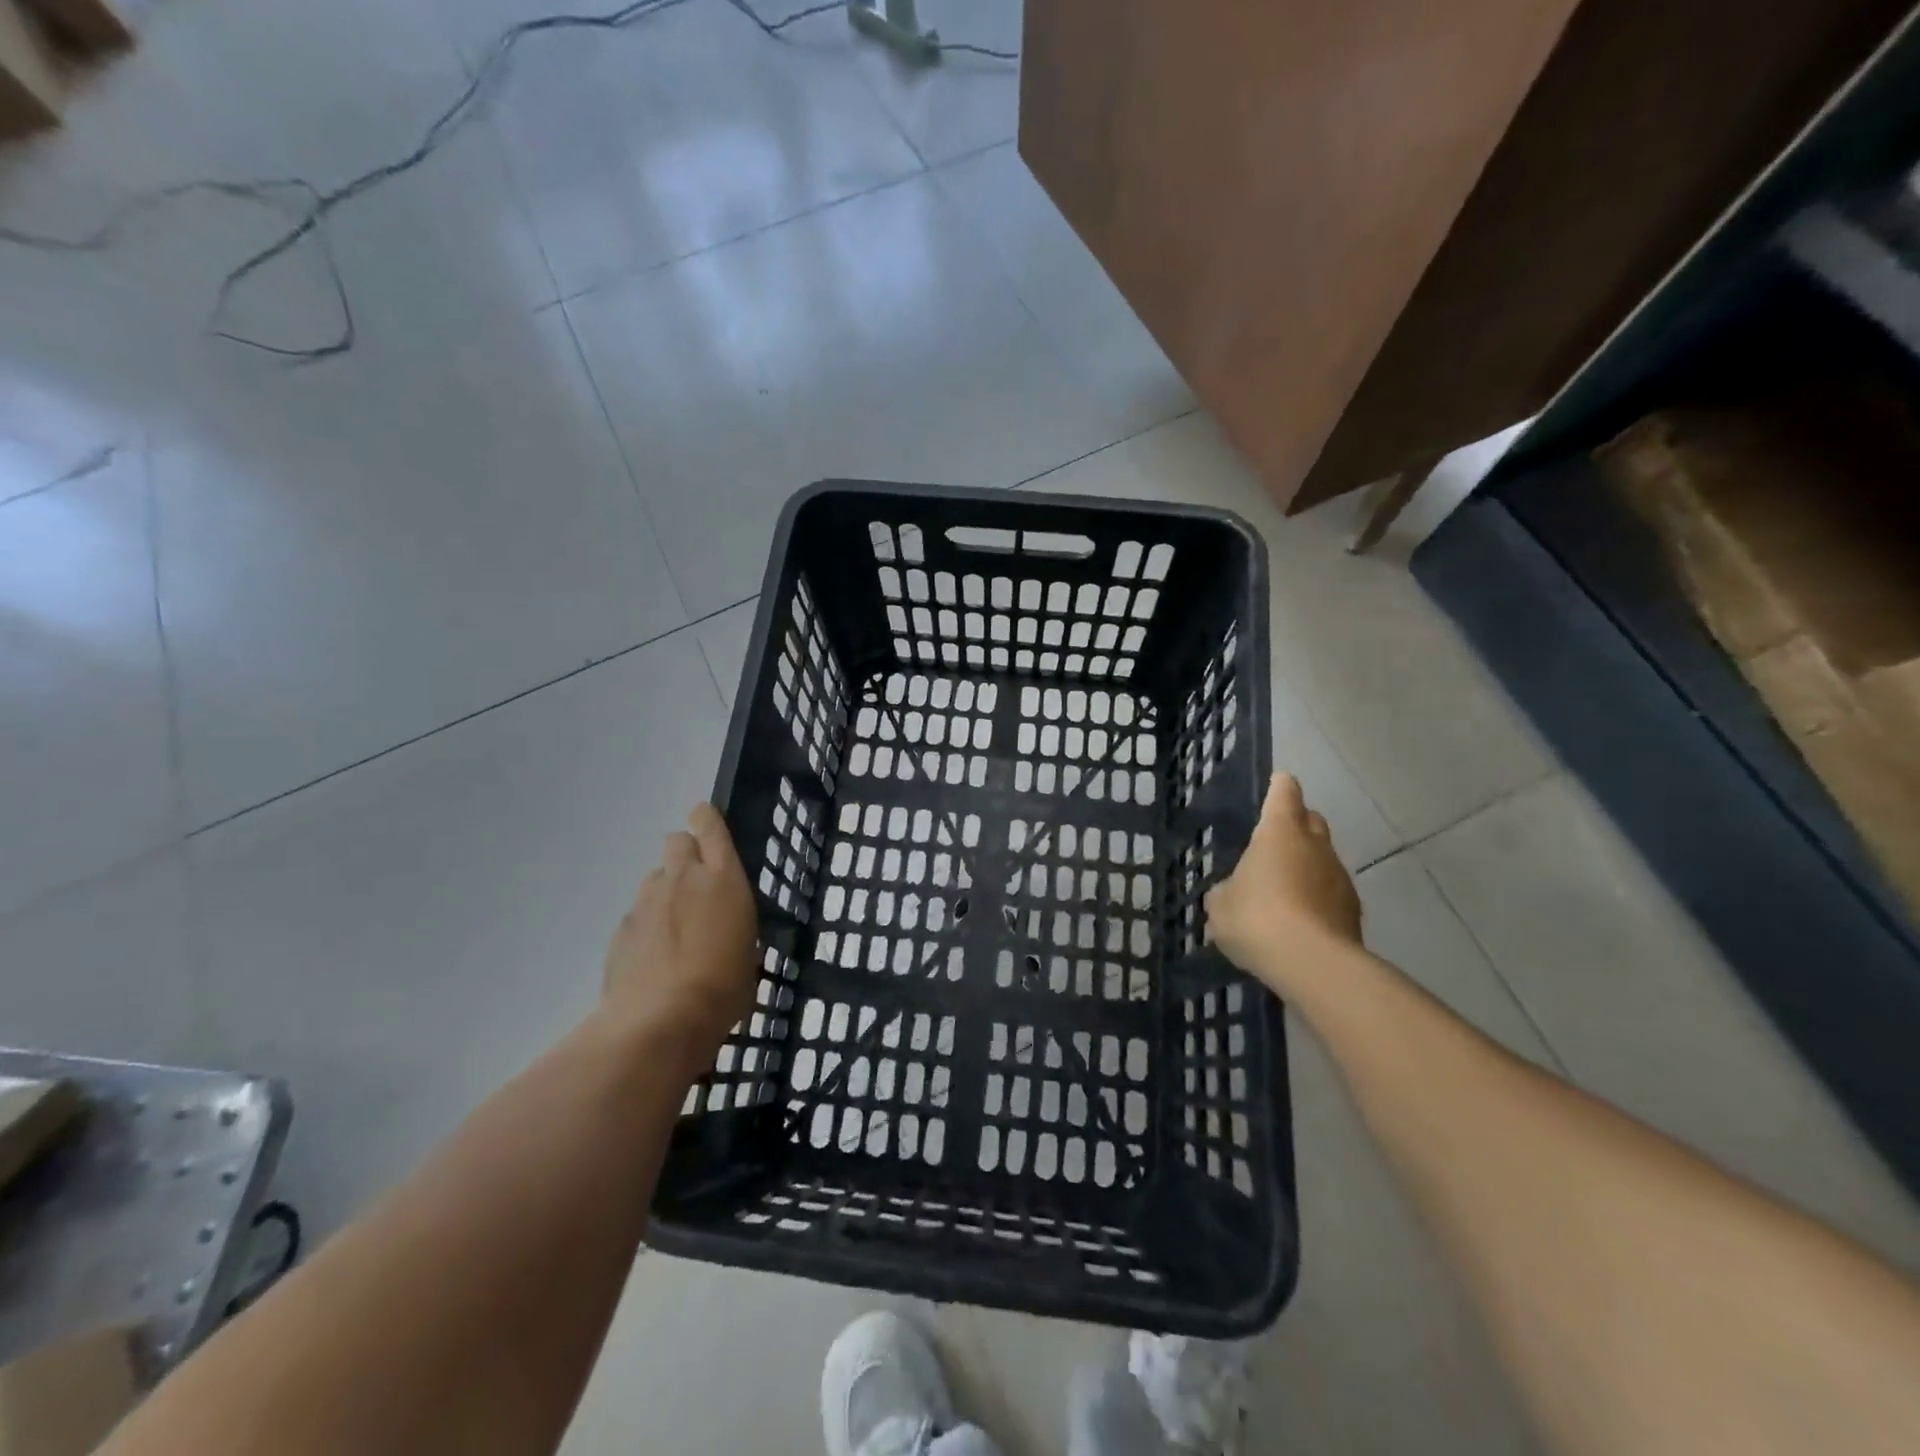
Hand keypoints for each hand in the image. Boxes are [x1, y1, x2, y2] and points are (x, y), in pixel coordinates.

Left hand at [601, 803, 758, 1071]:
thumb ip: (734, 925)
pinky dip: (647, 925)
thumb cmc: (723, 988)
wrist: (658, 1024)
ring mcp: (646, 903)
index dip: (706, 819)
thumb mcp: (749, 952)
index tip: (707, 822)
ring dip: (667, 890)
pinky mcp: (621, 931)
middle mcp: (681, 879)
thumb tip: (726, 926)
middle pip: (676, 841)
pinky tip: (655, 957)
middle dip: (686, 852)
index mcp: (722, 878)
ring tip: (677, 928)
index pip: (709, 825)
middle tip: (698, 883)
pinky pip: (638, 914)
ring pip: (655, 877)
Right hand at [1206, 773, 1362, 994]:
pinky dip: (1317, 899)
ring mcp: (1340, 877)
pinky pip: (1331, 893)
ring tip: (1282, 892)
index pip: (1285, 792)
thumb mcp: (1220, 905)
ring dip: (1307, 867)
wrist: (1313, 965)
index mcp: (1280, 831)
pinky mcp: (1354, 911)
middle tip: (1273, 843)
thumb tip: (1232, 891)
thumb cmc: (1257, 918)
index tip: (1275, 786)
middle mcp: (1315, 845)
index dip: (1279, 787)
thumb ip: (1226, 890)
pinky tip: (1298, 922)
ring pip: (1323, 859)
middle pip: (1311, 820)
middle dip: (1296, 825)